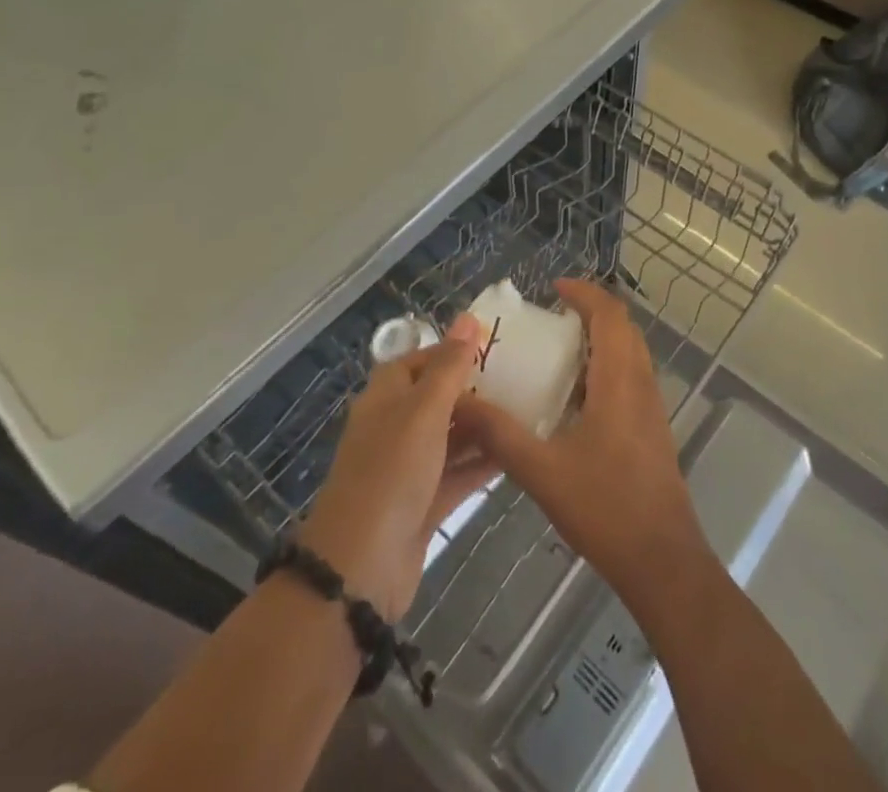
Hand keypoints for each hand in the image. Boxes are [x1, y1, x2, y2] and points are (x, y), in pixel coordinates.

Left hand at [299, 327, 493, 621]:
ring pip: (450, 437)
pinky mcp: (422, 504)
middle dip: (474, 388)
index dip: (451, 350)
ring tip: (528, 410)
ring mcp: (408, 469)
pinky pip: (457, 474)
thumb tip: (468, 317)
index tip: (494, 345)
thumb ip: (449, 366)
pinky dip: (482, 464)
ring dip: (482, 426)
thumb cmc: (391, 473)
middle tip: (522, 377)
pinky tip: (516, 454)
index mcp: (385, 398)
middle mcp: (394, 428)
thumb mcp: (424, 411)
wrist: (359, 570)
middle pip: (437, 398)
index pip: (419, 361)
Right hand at [452, 279, 714, 618]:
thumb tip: (459, 403)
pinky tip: (575, 400)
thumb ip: (499, 434)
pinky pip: (631, 378)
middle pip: (623, 328)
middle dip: (591, 312)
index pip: (609, 315)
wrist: (662, 561)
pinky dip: (606, 369)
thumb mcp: (541, 470)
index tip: (554, 288)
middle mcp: (642, 384)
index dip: (584, 293)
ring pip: (630, 354)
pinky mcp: (653, 429)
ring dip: (600, 341)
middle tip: (553, 317)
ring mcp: (652, 408)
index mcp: (619, 380)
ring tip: (558, 352)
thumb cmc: (605, 507)